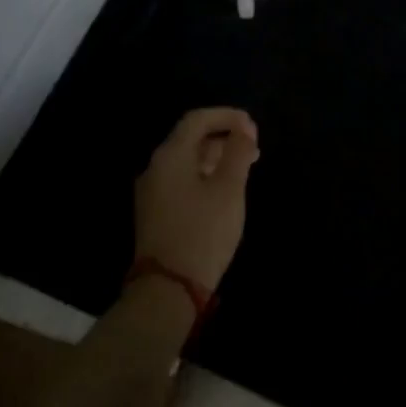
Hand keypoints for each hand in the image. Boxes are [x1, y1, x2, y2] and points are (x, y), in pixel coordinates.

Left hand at [133, 107, 259, 291]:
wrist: (168, 290)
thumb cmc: (203, 232)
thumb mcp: (228, 189)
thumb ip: (237, 153)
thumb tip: (243, 129)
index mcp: (170, 156)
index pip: (197, 119)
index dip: (226, 116)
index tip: (252, 127)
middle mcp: (156, 167)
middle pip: (191, 139)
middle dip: (224, 137)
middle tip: (253, 148)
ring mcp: (152, 192)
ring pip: (187, 161)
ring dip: (216, 158)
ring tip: (245, 168)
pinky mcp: (155, 213)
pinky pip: (182, 181)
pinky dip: (205, 176)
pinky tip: (224, 190)